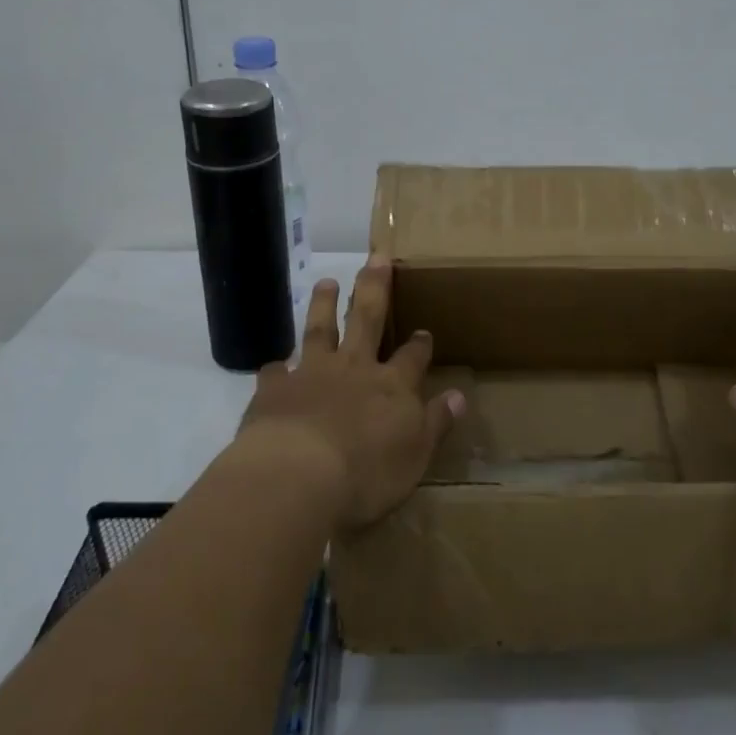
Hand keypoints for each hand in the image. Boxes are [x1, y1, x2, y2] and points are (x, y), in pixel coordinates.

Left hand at [236, 258, 464, 529]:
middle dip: (375, 288)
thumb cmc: (366, 473)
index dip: (419, 344)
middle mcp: (354, 368)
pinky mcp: (276, 389)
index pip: (412, 357)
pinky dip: (278, 367)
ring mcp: (312, 373)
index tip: (423, 331)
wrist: (297, 476)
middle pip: (367, 319)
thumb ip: (436, 423)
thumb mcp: (416, 455)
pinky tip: (276, 365)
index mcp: (391, 385)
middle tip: (376, 258)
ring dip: (324, 305)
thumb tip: (459, 396)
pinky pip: (277, 371)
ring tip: (325, 282)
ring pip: (320, 329)